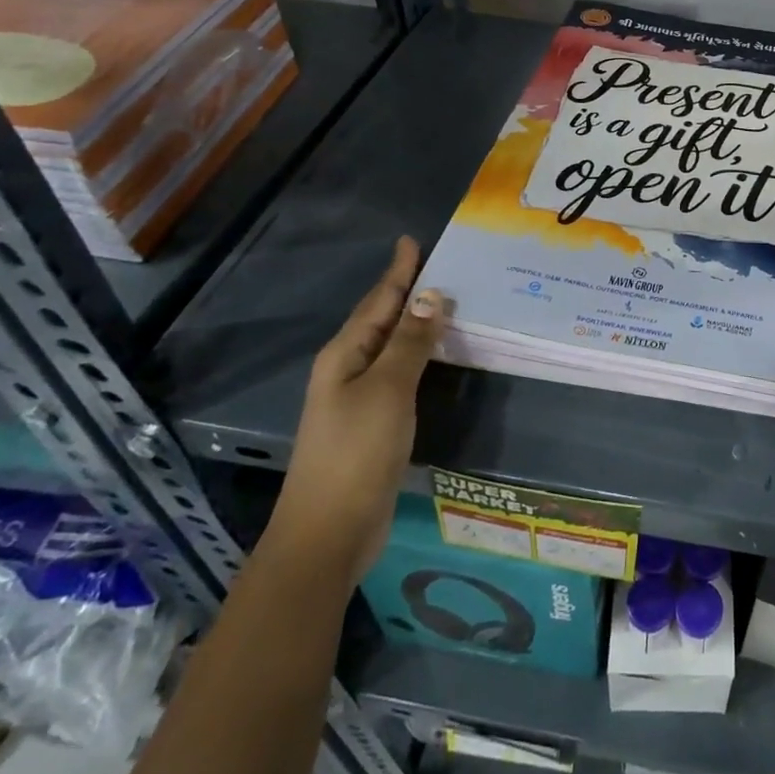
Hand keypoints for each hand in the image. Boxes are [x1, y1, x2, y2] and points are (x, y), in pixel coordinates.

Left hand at [267, 236, 446, 588]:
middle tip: (439, 266)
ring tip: (446, 302)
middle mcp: (348, 369)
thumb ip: (411, 342)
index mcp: (345, 354)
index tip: (411, 241)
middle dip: (407, 291)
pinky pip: (400, 373)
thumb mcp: (387, 389)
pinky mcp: (374, 423)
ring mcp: (359, 398)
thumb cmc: (356, 452)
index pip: (379, 301)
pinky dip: (420, 355)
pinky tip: (437, 354)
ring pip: (392, 346)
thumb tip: (431, 295)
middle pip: (382, 319)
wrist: (329, 532)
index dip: (398, 271)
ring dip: (416, 323)